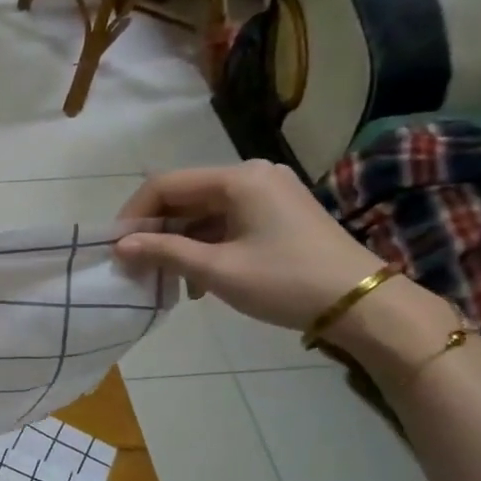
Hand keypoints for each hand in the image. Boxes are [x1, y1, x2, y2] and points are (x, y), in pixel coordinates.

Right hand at [113, 161, 383, 331]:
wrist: (363, 304)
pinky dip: (204, 246)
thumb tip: (119, 246)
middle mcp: (252, 176)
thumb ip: (164, 252)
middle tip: (134, 264)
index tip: (116, 247)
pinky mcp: (278, 214)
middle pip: (184, 196)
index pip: (165, 185)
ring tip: (163, 278)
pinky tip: (196, 280)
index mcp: (238, 179)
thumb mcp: (218, 270)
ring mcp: (268, 194)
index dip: (134, 214)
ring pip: (203, 213)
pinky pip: (225, 223)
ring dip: (178, 243)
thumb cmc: (286, 281)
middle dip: (155, 231)